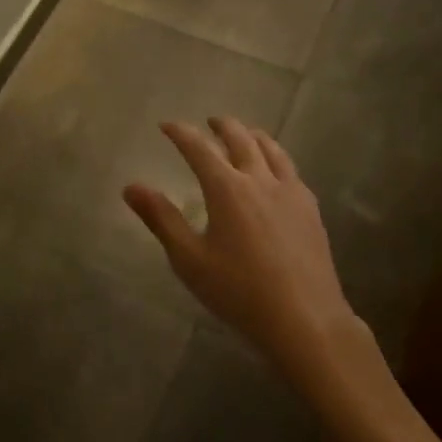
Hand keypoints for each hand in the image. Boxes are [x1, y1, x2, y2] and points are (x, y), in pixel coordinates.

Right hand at [124, 119, 364, 384]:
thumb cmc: (239, 291)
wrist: (305, 319)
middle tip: (208, 122)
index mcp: (226, 188)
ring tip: (244, 135)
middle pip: (239, 139)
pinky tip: (276, 171)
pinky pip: (291, 169)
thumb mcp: (189, 259)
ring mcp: (290, 192)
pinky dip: (276, 157)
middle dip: (221, 126)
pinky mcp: (310, 209)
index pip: (198, 147)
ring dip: (252, 136)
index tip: (166, 125)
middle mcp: (259, 180)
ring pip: (271, 149)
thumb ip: (161, 219)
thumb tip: (130, 187)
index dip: (180, 133)